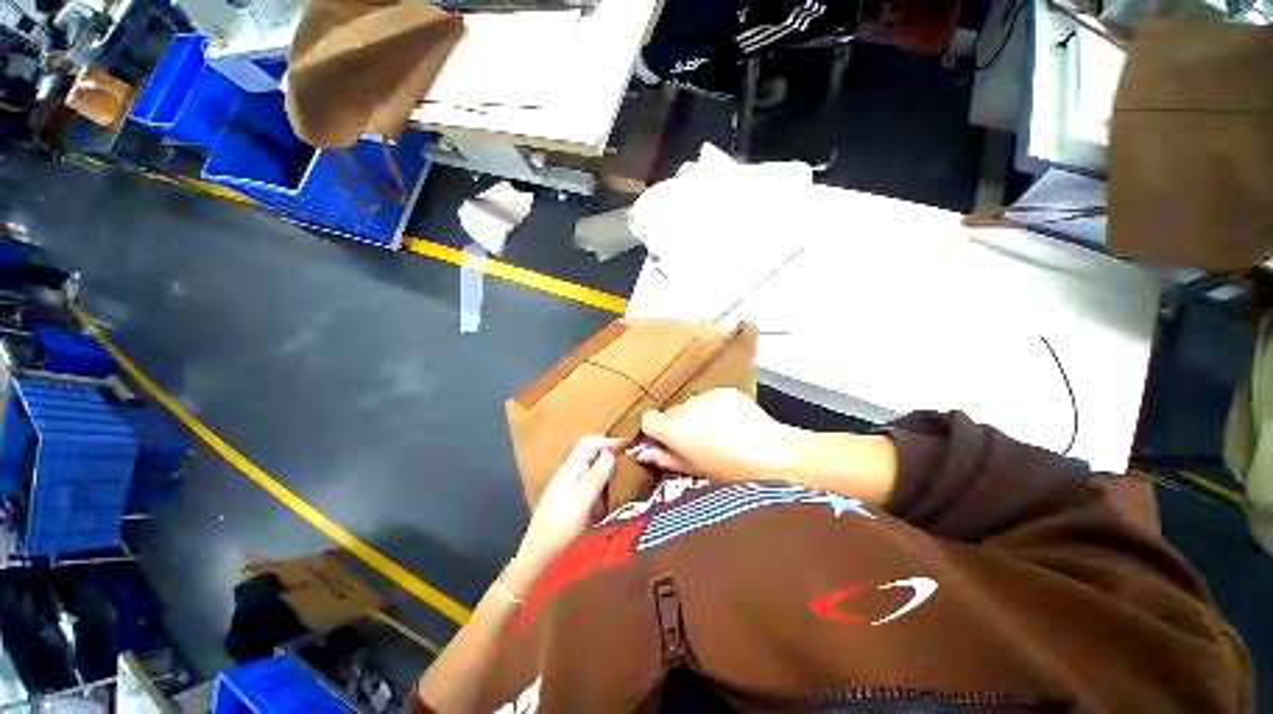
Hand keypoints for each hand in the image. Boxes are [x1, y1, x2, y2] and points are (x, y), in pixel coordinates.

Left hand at [512, 436, 618, 586]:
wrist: (539, 555)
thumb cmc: (560, 527)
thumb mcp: (581, 501)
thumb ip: (596, 476)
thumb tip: (610, 453)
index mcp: (570, 468)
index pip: (589, 443)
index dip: (608, 441)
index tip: (629, 447)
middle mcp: (570, 472)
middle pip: (590, 452)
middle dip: (609, 451)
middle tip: (630, 460)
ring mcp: (570, 485)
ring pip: (591, 465)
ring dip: (607, 465)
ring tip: (625, 473)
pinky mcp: (573, 497)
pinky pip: (590, 480)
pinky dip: (603, 479)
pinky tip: (612, 489)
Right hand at [636, 388, 898, 504]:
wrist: (774, 454)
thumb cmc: (732, 472)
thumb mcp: (695, 471)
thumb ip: (666, 459)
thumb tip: (642, 453)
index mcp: (677, 430)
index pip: (649, 419)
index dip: (654, 430)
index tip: (665, 440)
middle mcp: (688, 408)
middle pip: (671, 412)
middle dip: (678, 424)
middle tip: (697, 442)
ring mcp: (707, 396)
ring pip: (691, 405)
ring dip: (696, 416)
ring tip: (718, 434)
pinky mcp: (724, 391)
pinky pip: (710, 399)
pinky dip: (714, 409)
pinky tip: (732, 424)